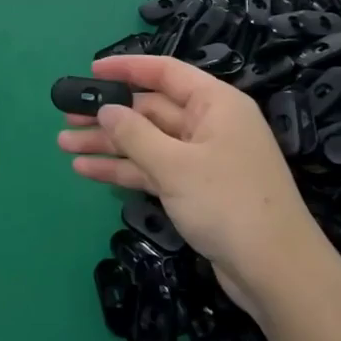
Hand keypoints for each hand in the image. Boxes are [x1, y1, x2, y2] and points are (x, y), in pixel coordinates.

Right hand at [57, 54, 335, 318]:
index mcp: (215, 104)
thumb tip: (106, 110)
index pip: (166, 72)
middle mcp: (209, 124)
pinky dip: (123, 169)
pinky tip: (86, 170)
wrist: (276, 272)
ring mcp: (202, 159)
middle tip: (65, 114)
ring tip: (64, 143)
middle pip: (151, 109)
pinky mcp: (196, 190)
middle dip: (109, 113)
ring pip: (147, 141)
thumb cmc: (228, 203)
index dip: (127, 68)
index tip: (90, 71)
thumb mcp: (175, 165)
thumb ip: (134, 134)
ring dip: (108, 143)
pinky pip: (153, 169)